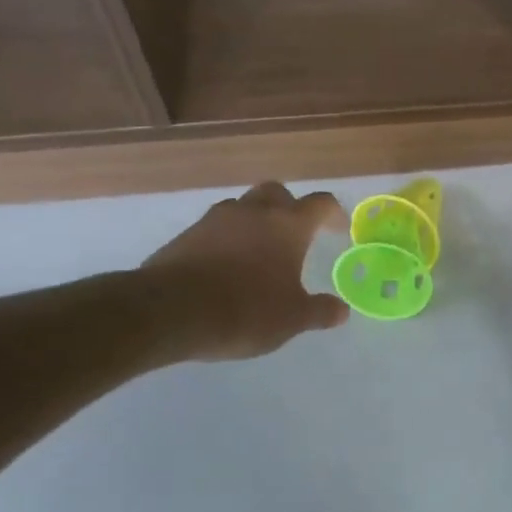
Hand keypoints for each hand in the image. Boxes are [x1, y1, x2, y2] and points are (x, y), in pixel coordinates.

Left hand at [137, 183, 349, 360]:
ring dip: (256, 220)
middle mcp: (253, 212)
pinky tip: (228, 266)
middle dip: (291, 208)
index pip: (320, 204)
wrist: (170, 311)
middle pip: (277, 193)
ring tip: (260, 250)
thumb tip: (341, 311)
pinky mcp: (186, 235)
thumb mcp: (292, 319)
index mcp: (287, 225)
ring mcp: (215, 220)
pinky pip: (216, 228)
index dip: (333, 214)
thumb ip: (319, 311)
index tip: (339, 229)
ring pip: (243, 207)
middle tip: (297, 234)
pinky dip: (228, 239)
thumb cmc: (246, 311)